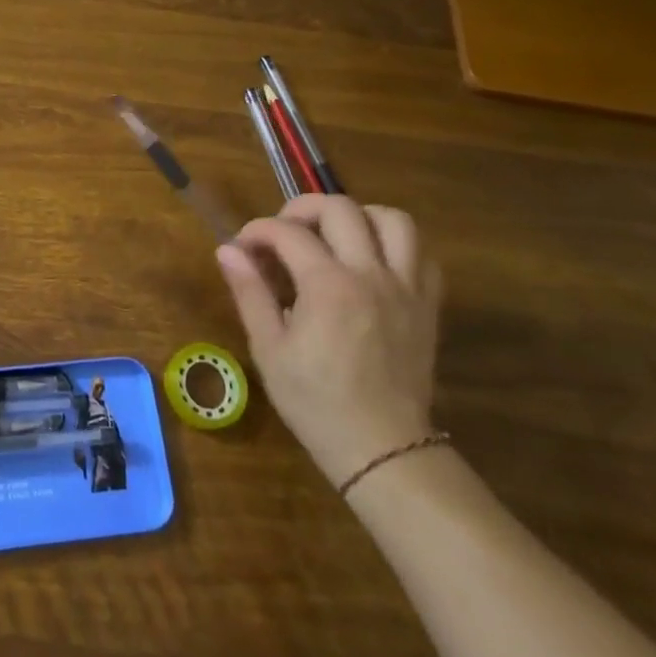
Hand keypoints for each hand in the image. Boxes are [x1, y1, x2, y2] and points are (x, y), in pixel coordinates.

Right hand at [216, 195, 442, 486]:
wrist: (382, 448)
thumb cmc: (315, 402)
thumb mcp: (268, 349)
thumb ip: (250, 292)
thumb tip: (228, 250)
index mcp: (328, 286)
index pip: (287, 233)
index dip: (257, 231)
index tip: (242, 247)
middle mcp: (371, 275)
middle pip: (342, 208)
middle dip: (303, 208)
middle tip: (284, 232)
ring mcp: (406, 288)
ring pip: (393, 220)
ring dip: (358, 216)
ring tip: (334, 236)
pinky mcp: (428, 305)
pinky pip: (422, 254)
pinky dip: (395, 244)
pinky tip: (371, 261)